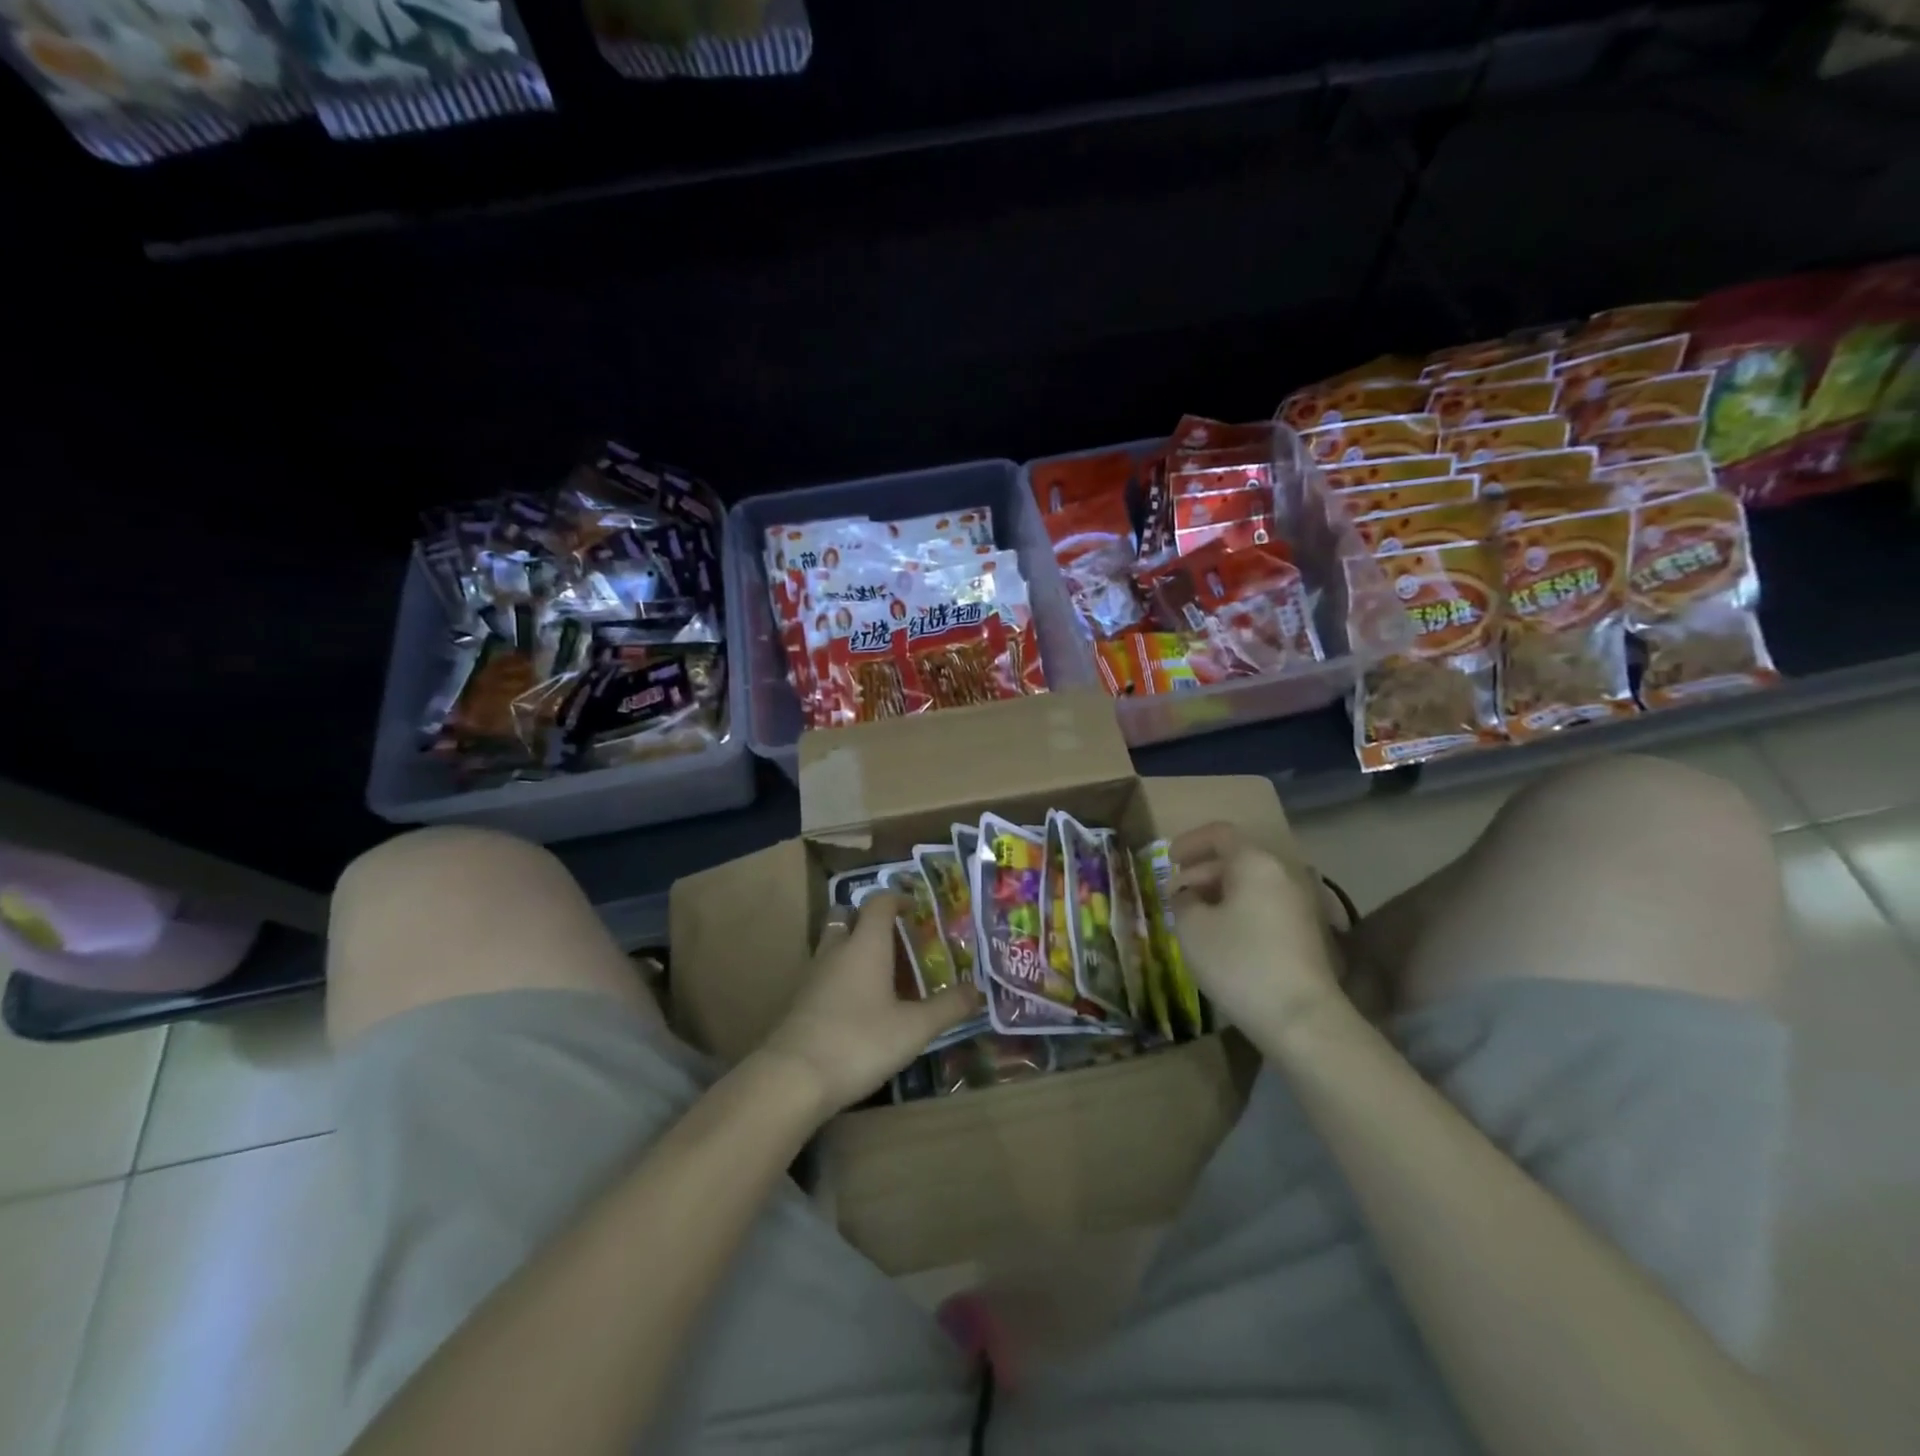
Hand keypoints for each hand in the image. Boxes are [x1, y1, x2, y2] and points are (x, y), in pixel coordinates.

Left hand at [761, 892, 980, 1117]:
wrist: (793, 1078)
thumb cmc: (859, 1041)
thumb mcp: (914, 1028)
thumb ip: (947, 1008)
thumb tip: (976, 991)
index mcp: (865, 944)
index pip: (878, 903)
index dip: (896, 899)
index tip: (914, 908)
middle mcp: (836, 951)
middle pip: (846, 917)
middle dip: (867, 920)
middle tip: (894, 938)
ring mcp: (813, 976)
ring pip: (832, 946)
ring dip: (853, 949)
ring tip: (880, 973)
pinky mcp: (800, 1002)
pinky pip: (824, 974)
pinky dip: (841, 977)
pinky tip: (857, 1005)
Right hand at [1168, 822, 1343, 1043]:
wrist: (1302, 1018)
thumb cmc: (1239, 962)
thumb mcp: (1192, 928)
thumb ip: (1183, 901)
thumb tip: (1188, 895)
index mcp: (1255, 862)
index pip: (1219, 834)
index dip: (1189, 843)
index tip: (1168, 860)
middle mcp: (1283, 873)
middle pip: (1237, 858)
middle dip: (1202, 872)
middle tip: (1175, 895)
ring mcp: (1300, 903)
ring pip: (1251, 884)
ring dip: (1220, 893)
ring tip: (1194, 918)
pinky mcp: (1307, 931)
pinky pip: (1265, 905)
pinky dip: (1240, 910)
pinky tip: (1223, 937)